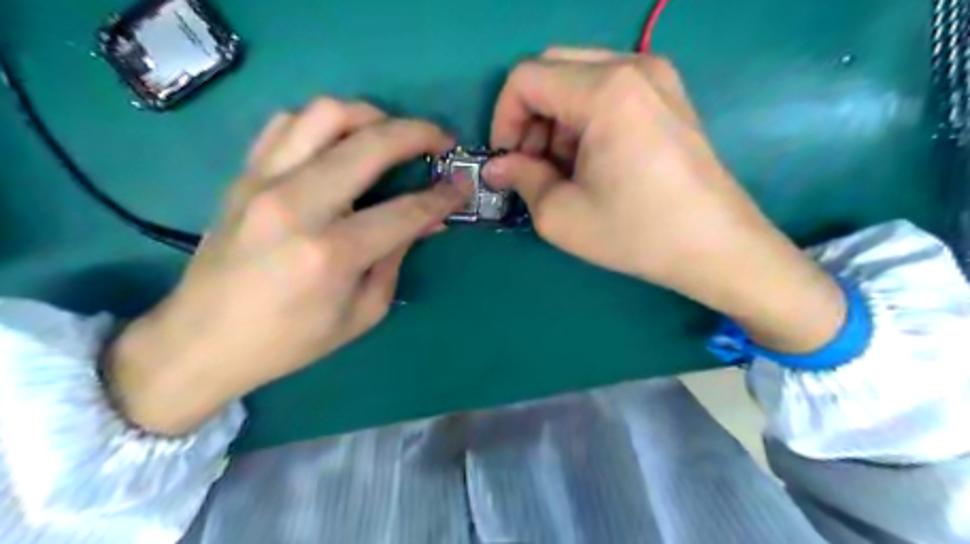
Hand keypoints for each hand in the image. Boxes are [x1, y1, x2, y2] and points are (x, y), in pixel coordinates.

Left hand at [106, 100, 463, 436]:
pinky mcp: (244, 175)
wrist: (203, 340)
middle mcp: (297, 205)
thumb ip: (398, 258)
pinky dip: (323, 122)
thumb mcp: (362, 312)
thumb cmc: (291, 340)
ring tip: (391, 133)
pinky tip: (340, 142)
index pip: (405, 210)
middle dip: (418, 134)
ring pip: (325, 114)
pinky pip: (287, 124)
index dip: (442, 195)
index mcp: (332, 254)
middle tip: (440, 140)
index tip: (463, 184)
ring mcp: (264, 182)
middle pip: (370, 144)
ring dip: (371, 115)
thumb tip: (429, 220)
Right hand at [489, 50, 845, 354]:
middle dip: (529, 118)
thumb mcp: (561, 216)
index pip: (526, 78)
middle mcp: (632, 66)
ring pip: (577, 79)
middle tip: (532, 165)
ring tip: (564, 169)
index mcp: (605, 91)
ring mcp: (656, 77)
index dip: (503, 118)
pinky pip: (606, 89)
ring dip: (556, 121)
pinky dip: (583, 119)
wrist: (716, 246)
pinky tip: (592, 160)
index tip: (506, 160)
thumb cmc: (636, 232)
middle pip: (551, 70)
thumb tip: (497, 167)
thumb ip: (520, 179)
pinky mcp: (667, 95)